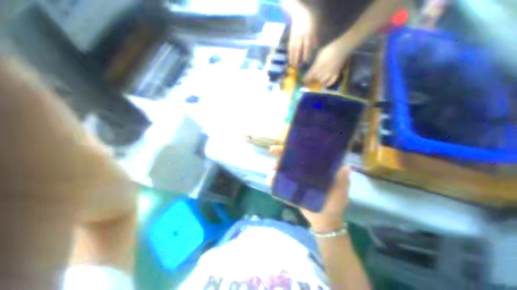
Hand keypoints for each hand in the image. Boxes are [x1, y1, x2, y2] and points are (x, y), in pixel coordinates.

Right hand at [269, 146, 350, 231]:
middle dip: (281, 156)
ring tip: (272, 171)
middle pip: (290, 160)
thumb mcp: (340, 191)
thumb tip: (346, 168)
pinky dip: (273, 181)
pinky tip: (270, 180)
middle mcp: (303, 172)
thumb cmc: (334, 204)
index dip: (296, 148)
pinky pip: (279, 183)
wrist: (324, 221)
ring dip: (275, 168)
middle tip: (274, 154)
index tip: (288, 144)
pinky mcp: (290, 189)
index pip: (304, 155)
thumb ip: (342, 181)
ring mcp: (295, 180)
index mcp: (314, 169)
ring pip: (283, 170)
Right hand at [287, 2, 316, 67]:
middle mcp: (300, 37)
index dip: (306, 55)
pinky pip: (289, 48)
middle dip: (298, 59)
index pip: (307, 47)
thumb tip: (316, 49)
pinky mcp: (290, 39)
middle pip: (298, 50)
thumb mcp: (315, 29)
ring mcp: (294, 38)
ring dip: (292, 59)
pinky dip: (289, 55)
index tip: (306, 62)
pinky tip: (289, 61)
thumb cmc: (309, 22)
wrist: (299, 14)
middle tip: (298, 68)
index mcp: (308, 35)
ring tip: (292, 66)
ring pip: (292, 50)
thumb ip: (315, 39)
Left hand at [303, 37, 352, 86]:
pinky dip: (327, 84)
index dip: (305, 80)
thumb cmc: (329, 49)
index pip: (308, 77)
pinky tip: (325, 83)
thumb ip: (314, 64)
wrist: (342, 48)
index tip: (302, 81)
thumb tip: (310, 70)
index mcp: (317, 67)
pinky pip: (330, 82)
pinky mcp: (336, 75)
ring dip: (318, 82)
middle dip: (311, 81)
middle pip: (315, 80)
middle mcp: (322, 72)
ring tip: (317, 80)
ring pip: (322, 82)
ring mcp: (330, 74)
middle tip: (309, 80)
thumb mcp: (318, 55)